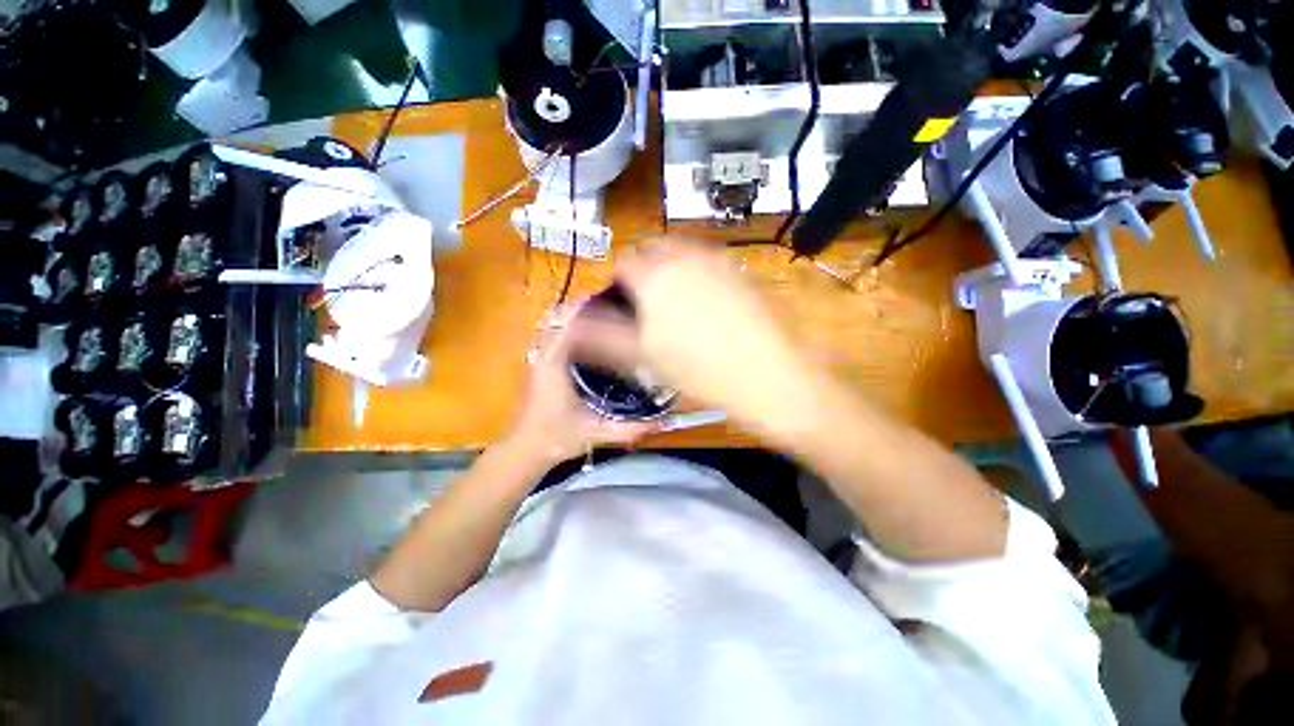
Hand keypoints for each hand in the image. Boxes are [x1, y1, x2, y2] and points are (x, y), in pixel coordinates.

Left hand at [507, 307, 658, 466]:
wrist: (529, 447)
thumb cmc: (559, 437)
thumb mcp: (597, 432)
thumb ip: (629, 428)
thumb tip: (664, 421)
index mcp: (555, 364)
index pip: (569, 324)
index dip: (589, 309)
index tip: (614, 302)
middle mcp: (545, 354)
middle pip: (562, 317)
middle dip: (585, 308)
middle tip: (615, 305)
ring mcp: (540, 357)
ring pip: (556, 324)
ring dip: (576, 316)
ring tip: (605, 313)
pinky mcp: (541, 363)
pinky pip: (554, 335)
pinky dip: (570, 328)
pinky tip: (591, 334)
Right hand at [566, 237, 811, 428]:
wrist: (766, 374)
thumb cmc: (698, 369)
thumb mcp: (643, 356)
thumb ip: (602, 337)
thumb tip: (571, 325)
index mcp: (654, 275)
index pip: (623, 263)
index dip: (619, 284)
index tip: (624, 306)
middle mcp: (683, 255)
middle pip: (652, 251)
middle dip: (644, 272)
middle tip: (649, 307)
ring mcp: (716, 258)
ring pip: (680, 254)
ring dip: (670, 271)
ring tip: (677, 307)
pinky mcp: (739, 269)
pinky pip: (707, 261)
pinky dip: (696, 274)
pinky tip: (706, 305)